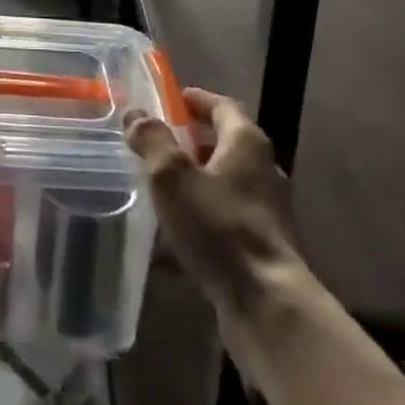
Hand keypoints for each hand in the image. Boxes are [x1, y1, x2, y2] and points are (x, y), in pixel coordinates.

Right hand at [124, 87, 302, 315]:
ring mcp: (267, 213)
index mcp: (246, 143)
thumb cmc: (219, 227)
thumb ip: (152, 140)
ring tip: (159, 193)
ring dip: (194, 185)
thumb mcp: (172, 176)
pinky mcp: (264, 249)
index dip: (196, 100)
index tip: (172, 99)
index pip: (221, 106)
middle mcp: (263, 171)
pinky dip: (200, 223)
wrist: (268, 305)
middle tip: (158, 145)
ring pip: (224, 186)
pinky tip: (171, 246)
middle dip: (191, 143)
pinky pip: (225, 223)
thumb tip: (136, 115)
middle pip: (225, 145)